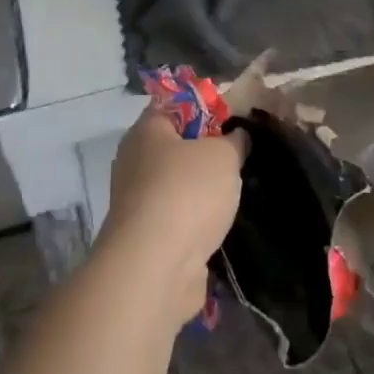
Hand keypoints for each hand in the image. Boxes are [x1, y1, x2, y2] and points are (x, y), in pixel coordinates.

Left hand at [100, 108, 244, 326]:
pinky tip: (219, 223)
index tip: (234, 120)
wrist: (156, 267)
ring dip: (203, 189)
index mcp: (146, 131)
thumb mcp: (223, 155)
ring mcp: (137, 201)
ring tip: (235, 192)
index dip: (205, 107)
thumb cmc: (187, 193)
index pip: (174, 105)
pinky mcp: (146, 236)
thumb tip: (236, 137)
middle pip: (175, 146)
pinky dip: (196, 219)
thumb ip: (234, 141)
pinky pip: (177, 216)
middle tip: (239, 157)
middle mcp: (134, 162)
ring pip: (177, 184)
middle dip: (207, 152)